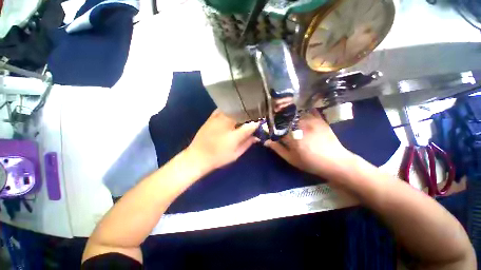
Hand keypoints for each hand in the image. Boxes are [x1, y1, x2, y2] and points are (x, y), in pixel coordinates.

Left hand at [186, 109, 258, 172]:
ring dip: (241, 109)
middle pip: (242, 113)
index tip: (262, 121)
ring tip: (247, 110)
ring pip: (233, 108)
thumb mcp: (235, 154)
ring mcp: (217, 118)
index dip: (258, 122)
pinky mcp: (211, 117)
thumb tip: (257, 136)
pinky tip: (233, 110)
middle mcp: (226, 124)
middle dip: (251, 113)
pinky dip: (230, 108)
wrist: (197, 156)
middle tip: (256, 115)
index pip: (250, 125)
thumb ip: (247, 143)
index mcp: (234, 135)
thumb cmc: (218, 157)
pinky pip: (223, 109)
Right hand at [265, 109, 354, 178]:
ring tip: (287, 118)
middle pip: (285, 118)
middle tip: (277, 123)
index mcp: (292, 137)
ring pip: (295, 113)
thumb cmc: (310, 162)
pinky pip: (308, 110)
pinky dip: (302, 111)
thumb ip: (278, 149)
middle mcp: (300, 126)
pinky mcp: (319, 119)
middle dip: (279, 119)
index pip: (276, 128)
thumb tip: (266, 141)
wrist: (335, 162)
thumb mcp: (291, 159)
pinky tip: (300, 114)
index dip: (271, 128)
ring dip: (289, 115)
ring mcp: (311, 121)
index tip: (269, 129)